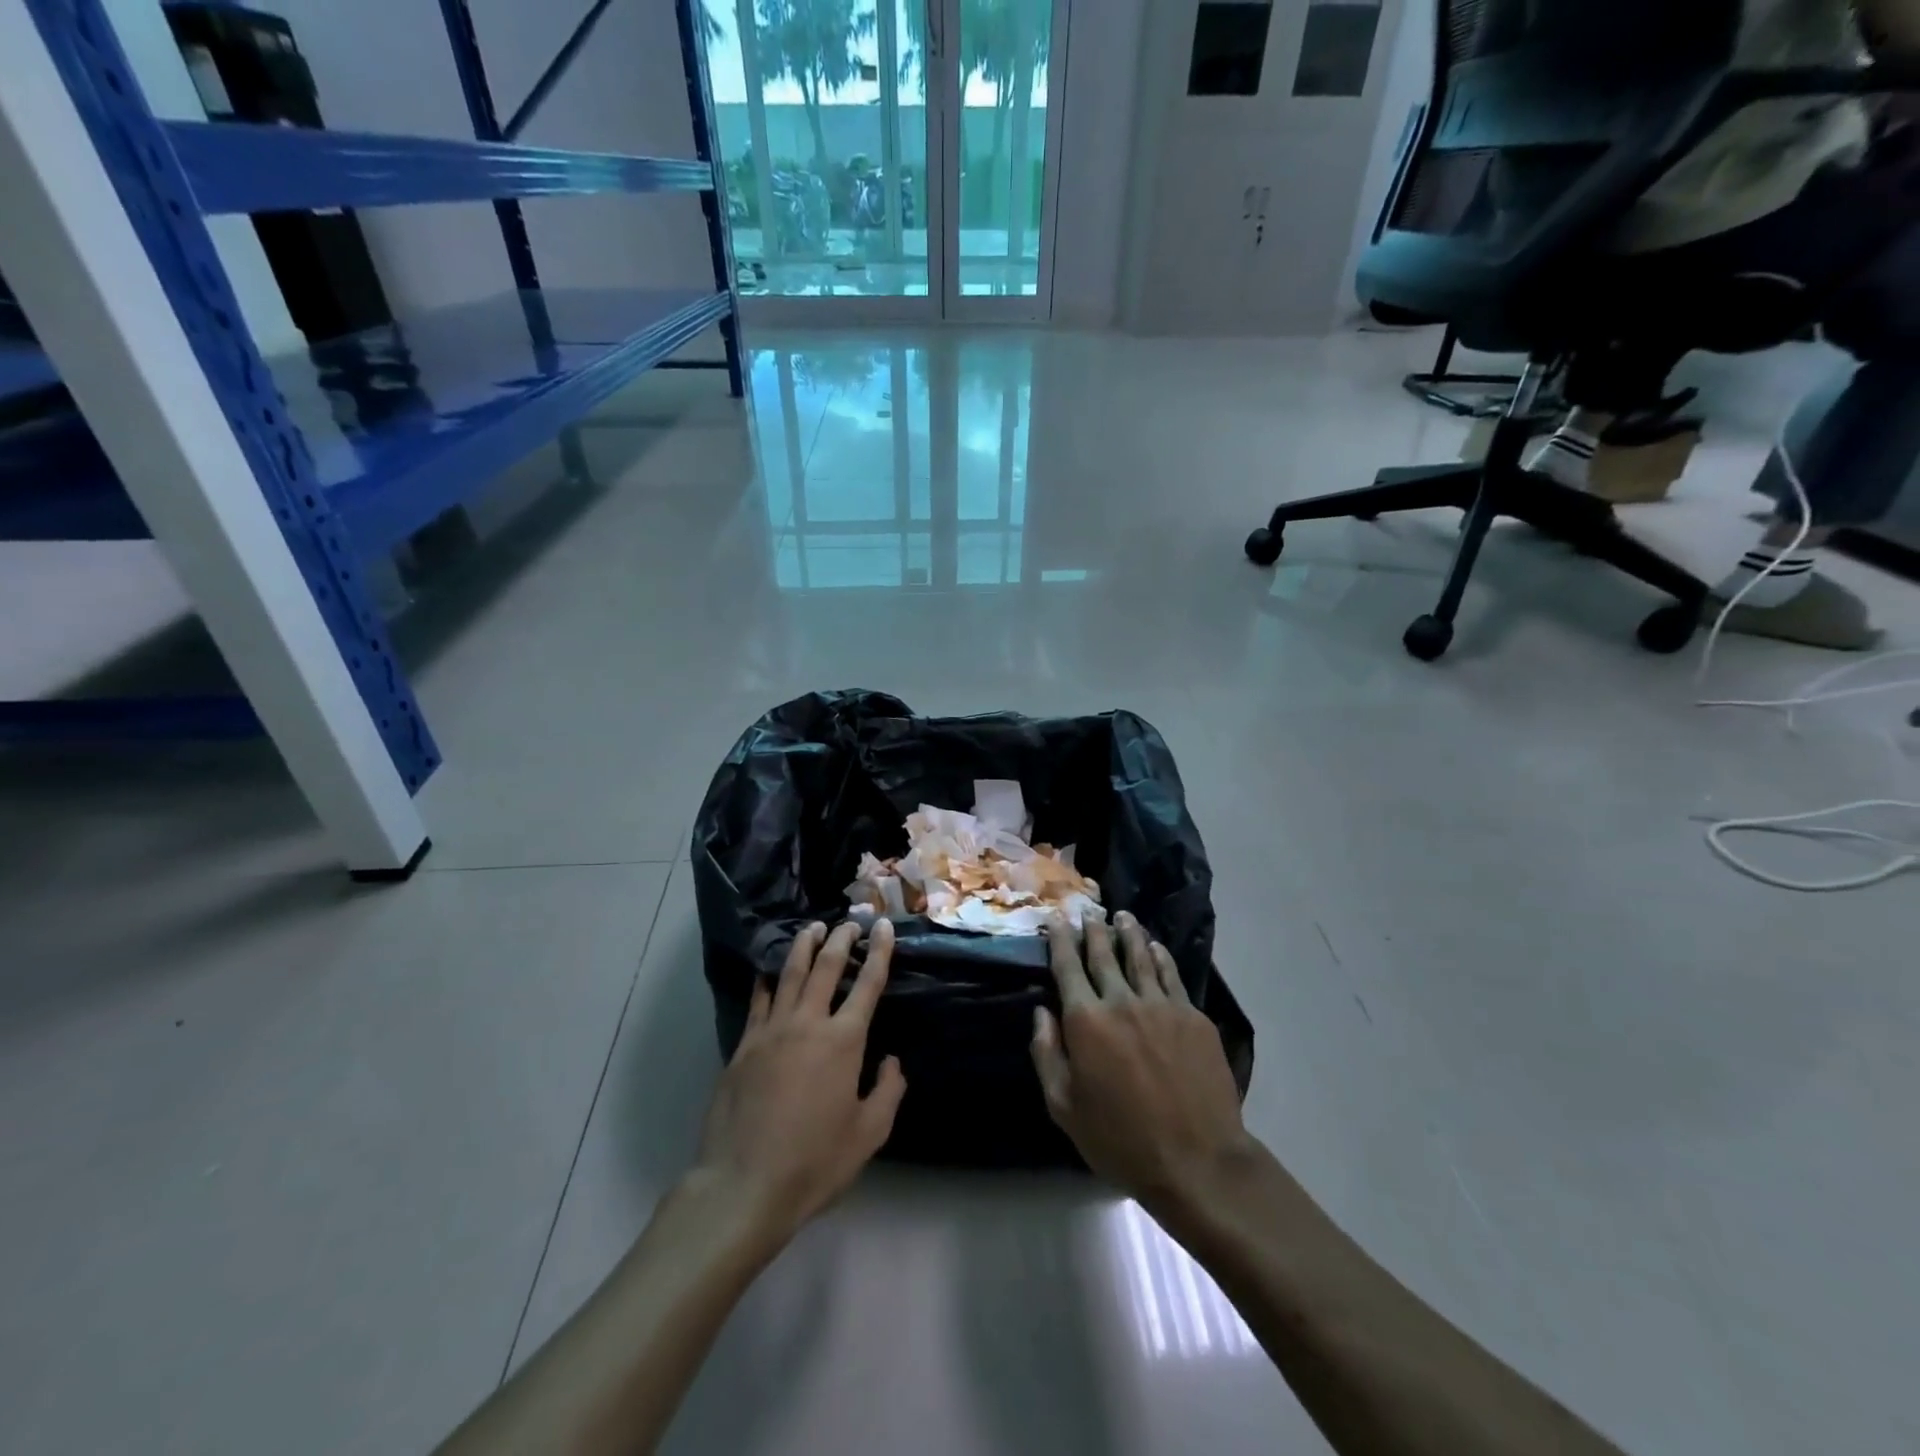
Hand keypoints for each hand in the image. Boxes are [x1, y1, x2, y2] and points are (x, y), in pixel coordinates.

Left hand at [693, 920, 905, 1246]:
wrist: (743, 1184)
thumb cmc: (814, 1162)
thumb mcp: (868, 1134)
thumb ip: (888, 1091)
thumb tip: (892, 1060)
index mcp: (844, 1041)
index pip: (868, 983)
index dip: (880, 951)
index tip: (885, 926)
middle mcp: (808, 1023)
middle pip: (827, 967)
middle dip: (841, 939)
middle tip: (850, 923)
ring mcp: (771, 1031)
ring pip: (789, 973)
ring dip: (804, 946)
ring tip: (813, 927)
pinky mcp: (744, 1045)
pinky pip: (758, 1000)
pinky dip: (767, 979)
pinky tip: (769, 969)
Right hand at [1031, 912, 1251, 1211]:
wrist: (1198, 1161)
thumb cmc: (1121, 1140)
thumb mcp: (1064, 1107)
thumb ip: (1047, 1054)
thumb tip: (1042, 1012)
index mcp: (1087, 1021)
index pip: (1068, 967)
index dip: (1061, 939)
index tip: (1057, 919)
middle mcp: (1122, 1001)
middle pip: (1104, 954)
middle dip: (1093, 930)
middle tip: (1088, 912)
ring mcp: (1162, 1005)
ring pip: (1141, 957)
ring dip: (1128, 933)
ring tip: (1122, 916)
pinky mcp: (1193, 1017)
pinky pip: (1172, 975)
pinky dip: (1160, 956)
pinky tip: (1156, 948)